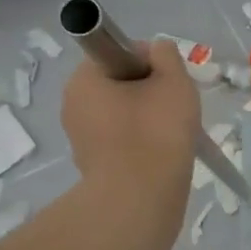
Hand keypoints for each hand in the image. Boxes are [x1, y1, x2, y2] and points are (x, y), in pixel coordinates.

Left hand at [61, 40, 201, 201]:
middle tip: (177, 107)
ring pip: (122, 114)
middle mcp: (73, 104)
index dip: (150, 61)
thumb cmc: (156, 132)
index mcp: (84, 79)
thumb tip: (157, 51)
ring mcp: (80, 138)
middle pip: (120, 84)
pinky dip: (141, 142)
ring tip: (173, 134)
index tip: (170, 80)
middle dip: (150, 91)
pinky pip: (122, 141)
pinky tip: (161, 154)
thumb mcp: (173, 81)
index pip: (119, 52)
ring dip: (147, 118)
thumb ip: (166, 55)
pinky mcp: (93, 164)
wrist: (141, 198)